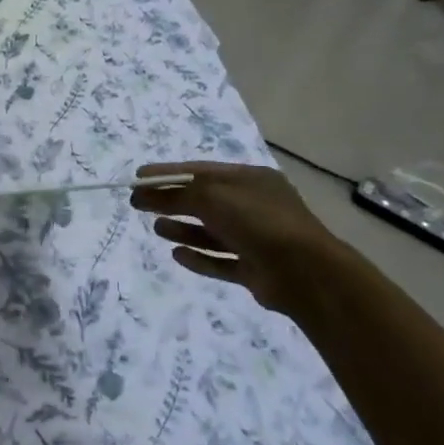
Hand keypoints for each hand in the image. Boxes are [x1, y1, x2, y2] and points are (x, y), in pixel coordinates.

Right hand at [130, 161, 349, 318]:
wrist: (305, 272)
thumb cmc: (258, 222)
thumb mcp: (212, 197)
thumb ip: (175, 194)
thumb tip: (142, 192)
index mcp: (249, 180)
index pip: (201, 171)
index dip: (168, 173)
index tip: (138, 176)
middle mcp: (254, 206)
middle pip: (204, 201)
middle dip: (171, 201)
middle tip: (138, 204)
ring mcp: (256, 239)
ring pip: (212, 232)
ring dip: (183, 228)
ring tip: (157, 229)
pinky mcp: (255, 269)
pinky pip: (220, 261)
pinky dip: (199, 257)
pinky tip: (177, 254)